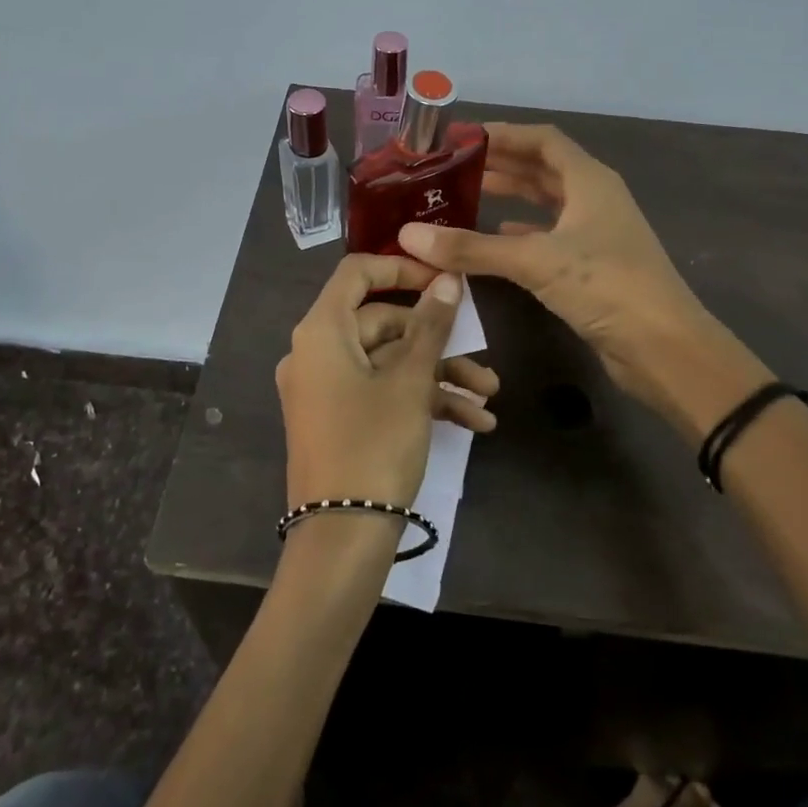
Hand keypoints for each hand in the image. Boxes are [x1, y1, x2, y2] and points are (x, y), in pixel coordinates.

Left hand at [275, 254, 500, 521]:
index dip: (402, 267)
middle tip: (482, 358)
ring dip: (440, 375)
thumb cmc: (374, 445)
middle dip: (438, 341)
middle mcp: (318, 352)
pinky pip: (382, 392)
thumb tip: (448, 279)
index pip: (357, 273)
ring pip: (390, 362)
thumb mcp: (410, 382)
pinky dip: (423, 400)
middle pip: (382, 323)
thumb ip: (431, 325)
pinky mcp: (340, 418)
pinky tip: (474, 422)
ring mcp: (328, 387)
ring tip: (489, 396)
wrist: (342, 538)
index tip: (444, 278)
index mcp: (321, 332)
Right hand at [398, 124, 771, 437]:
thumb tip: (409, 235)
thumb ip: (472, 247)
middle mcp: (594, 199)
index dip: (504, 133)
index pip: (543, 140)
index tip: (462, 137)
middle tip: (453, 167)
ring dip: (511, 196)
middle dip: (501, 164)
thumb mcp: (535, 261)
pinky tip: (495, 237)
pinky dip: (522, 233)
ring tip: (465, 195)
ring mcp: (596, 233)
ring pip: (547, 203)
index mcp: (590, 181)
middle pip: (543, 169)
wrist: (663, 347)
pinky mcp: (592, 266)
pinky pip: (550, 237)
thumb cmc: (606, 286)